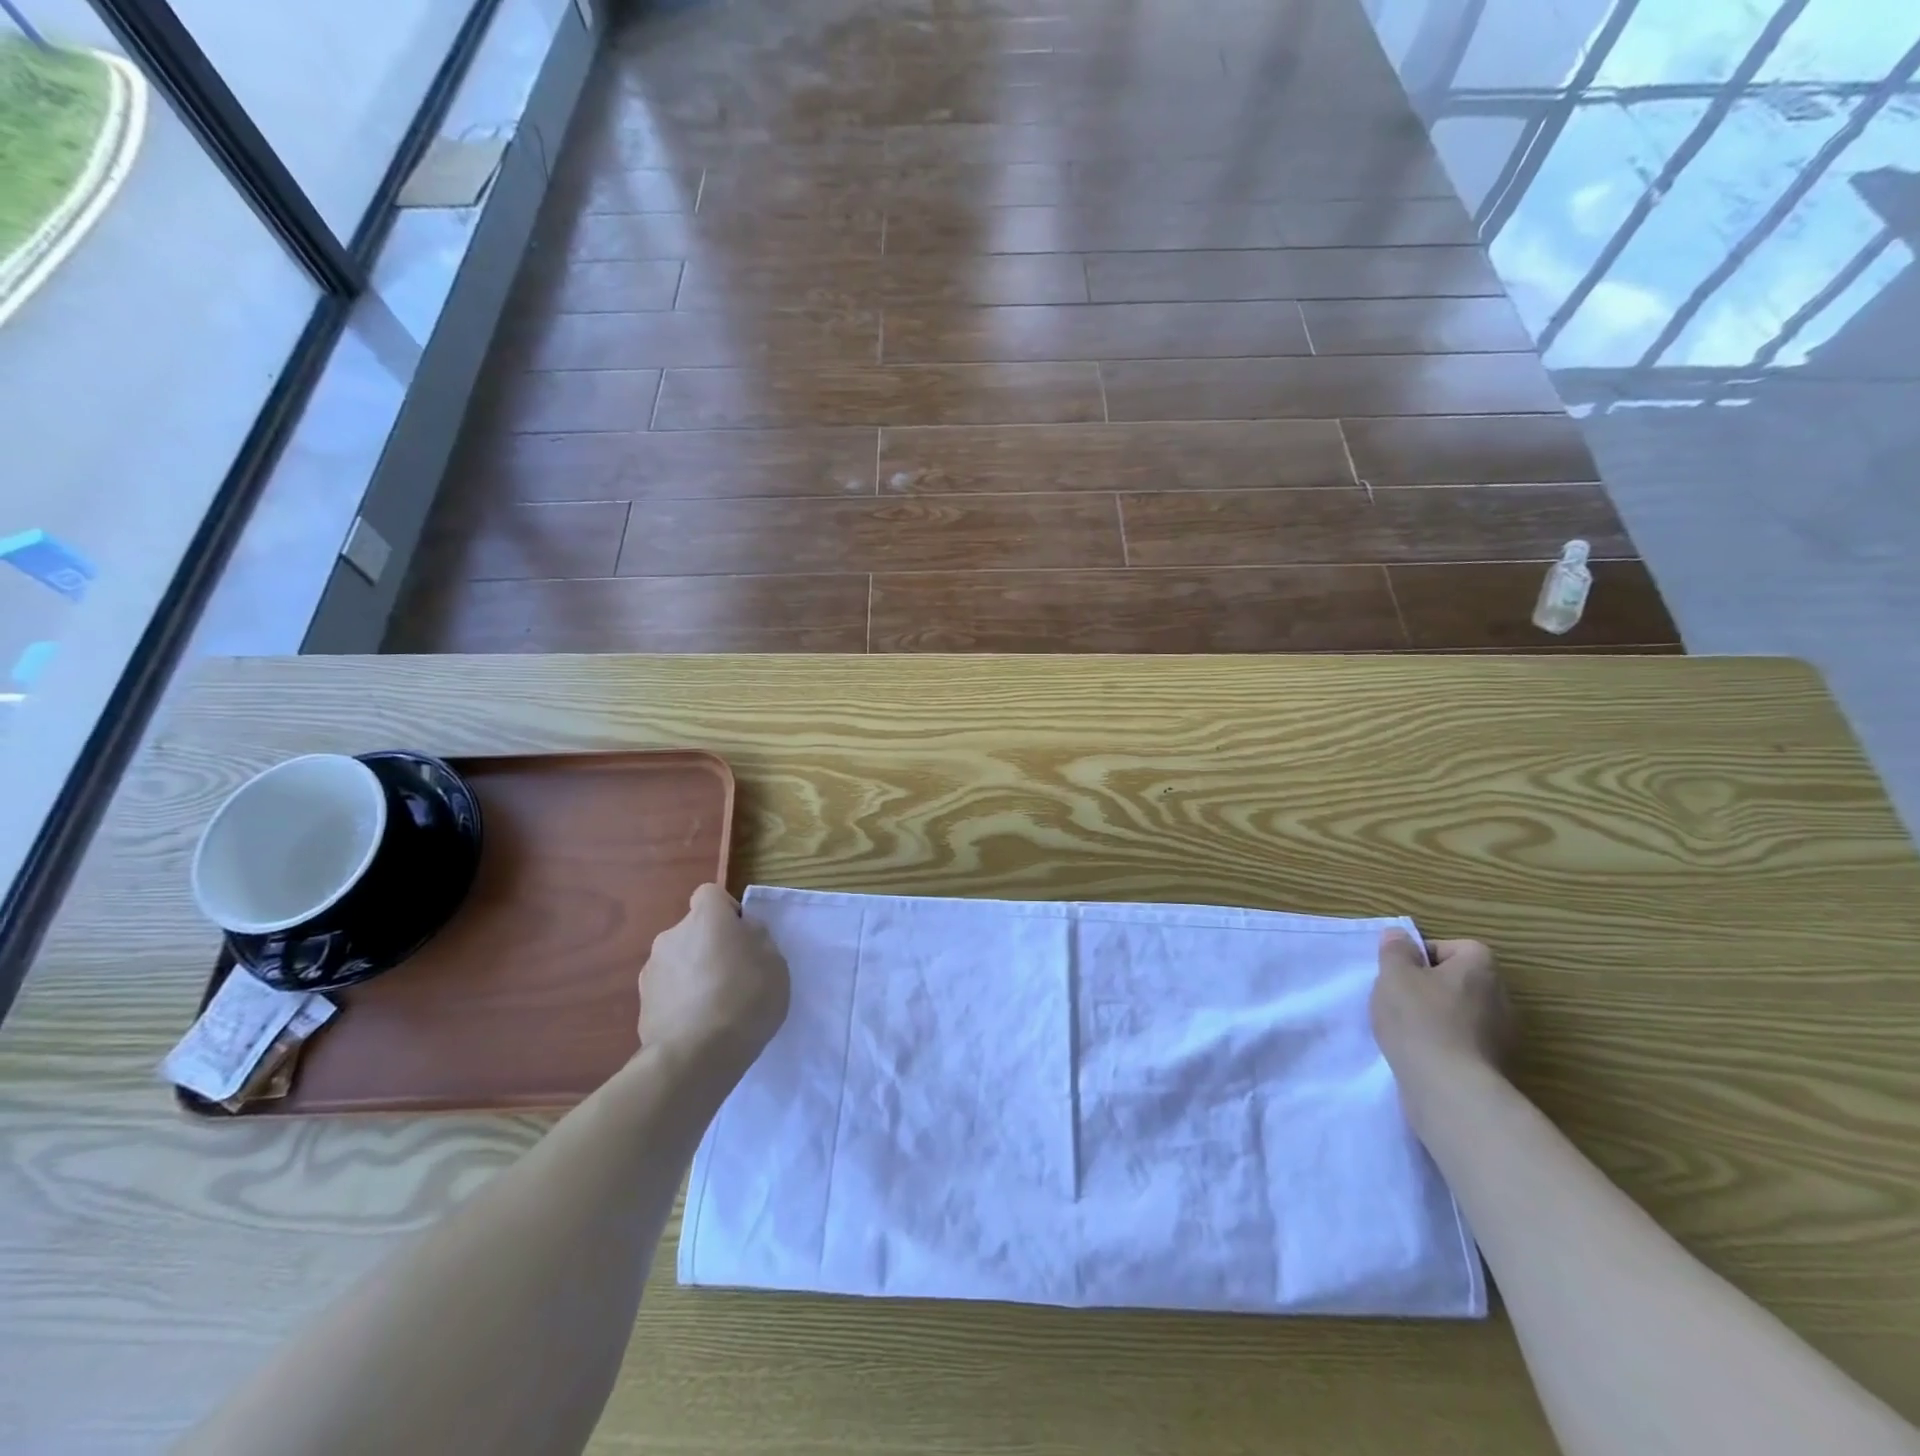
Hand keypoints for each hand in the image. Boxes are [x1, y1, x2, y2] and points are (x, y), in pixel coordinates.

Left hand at [638, 885, 790, 1073]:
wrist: (696, 1056)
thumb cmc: (745, 999)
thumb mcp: (775, 963)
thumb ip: (757, 939)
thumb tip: (742, 933)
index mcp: (706, 918)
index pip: (710, 894)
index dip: (726, 912)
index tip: (742, 938)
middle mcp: (672, 935)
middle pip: (693, 930)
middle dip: (709, 946)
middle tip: (733, 976)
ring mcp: (651, 970)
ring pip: (678, 961)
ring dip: (692, 974)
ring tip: (714, 1007)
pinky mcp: (641, 1004)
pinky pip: (667, 991)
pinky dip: (680, 1000)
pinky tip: (697, 1026)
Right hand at [1370, 932, 1514, 1099]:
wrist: (1449, 1089)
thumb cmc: (1420, 1019)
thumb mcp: (1394, 974)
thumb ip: (1395, 950)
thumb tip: (1400, 936)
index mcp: (1481, 968)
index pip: (1455, 947)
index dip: (1424, 955)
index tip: (1401, 972)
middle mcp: (1501, 997)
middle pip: (1458, 980)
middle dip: (1429, 986)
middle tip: (1399, 997)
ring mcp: (1503, 1035)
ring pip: (1461, 1012)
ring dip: (1436, 1016)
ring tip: (1405, 1028)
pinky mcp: (1495, 1065)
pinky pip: (1464, 1041)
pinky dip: (1444, 1043)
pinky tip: (1420, 1052)